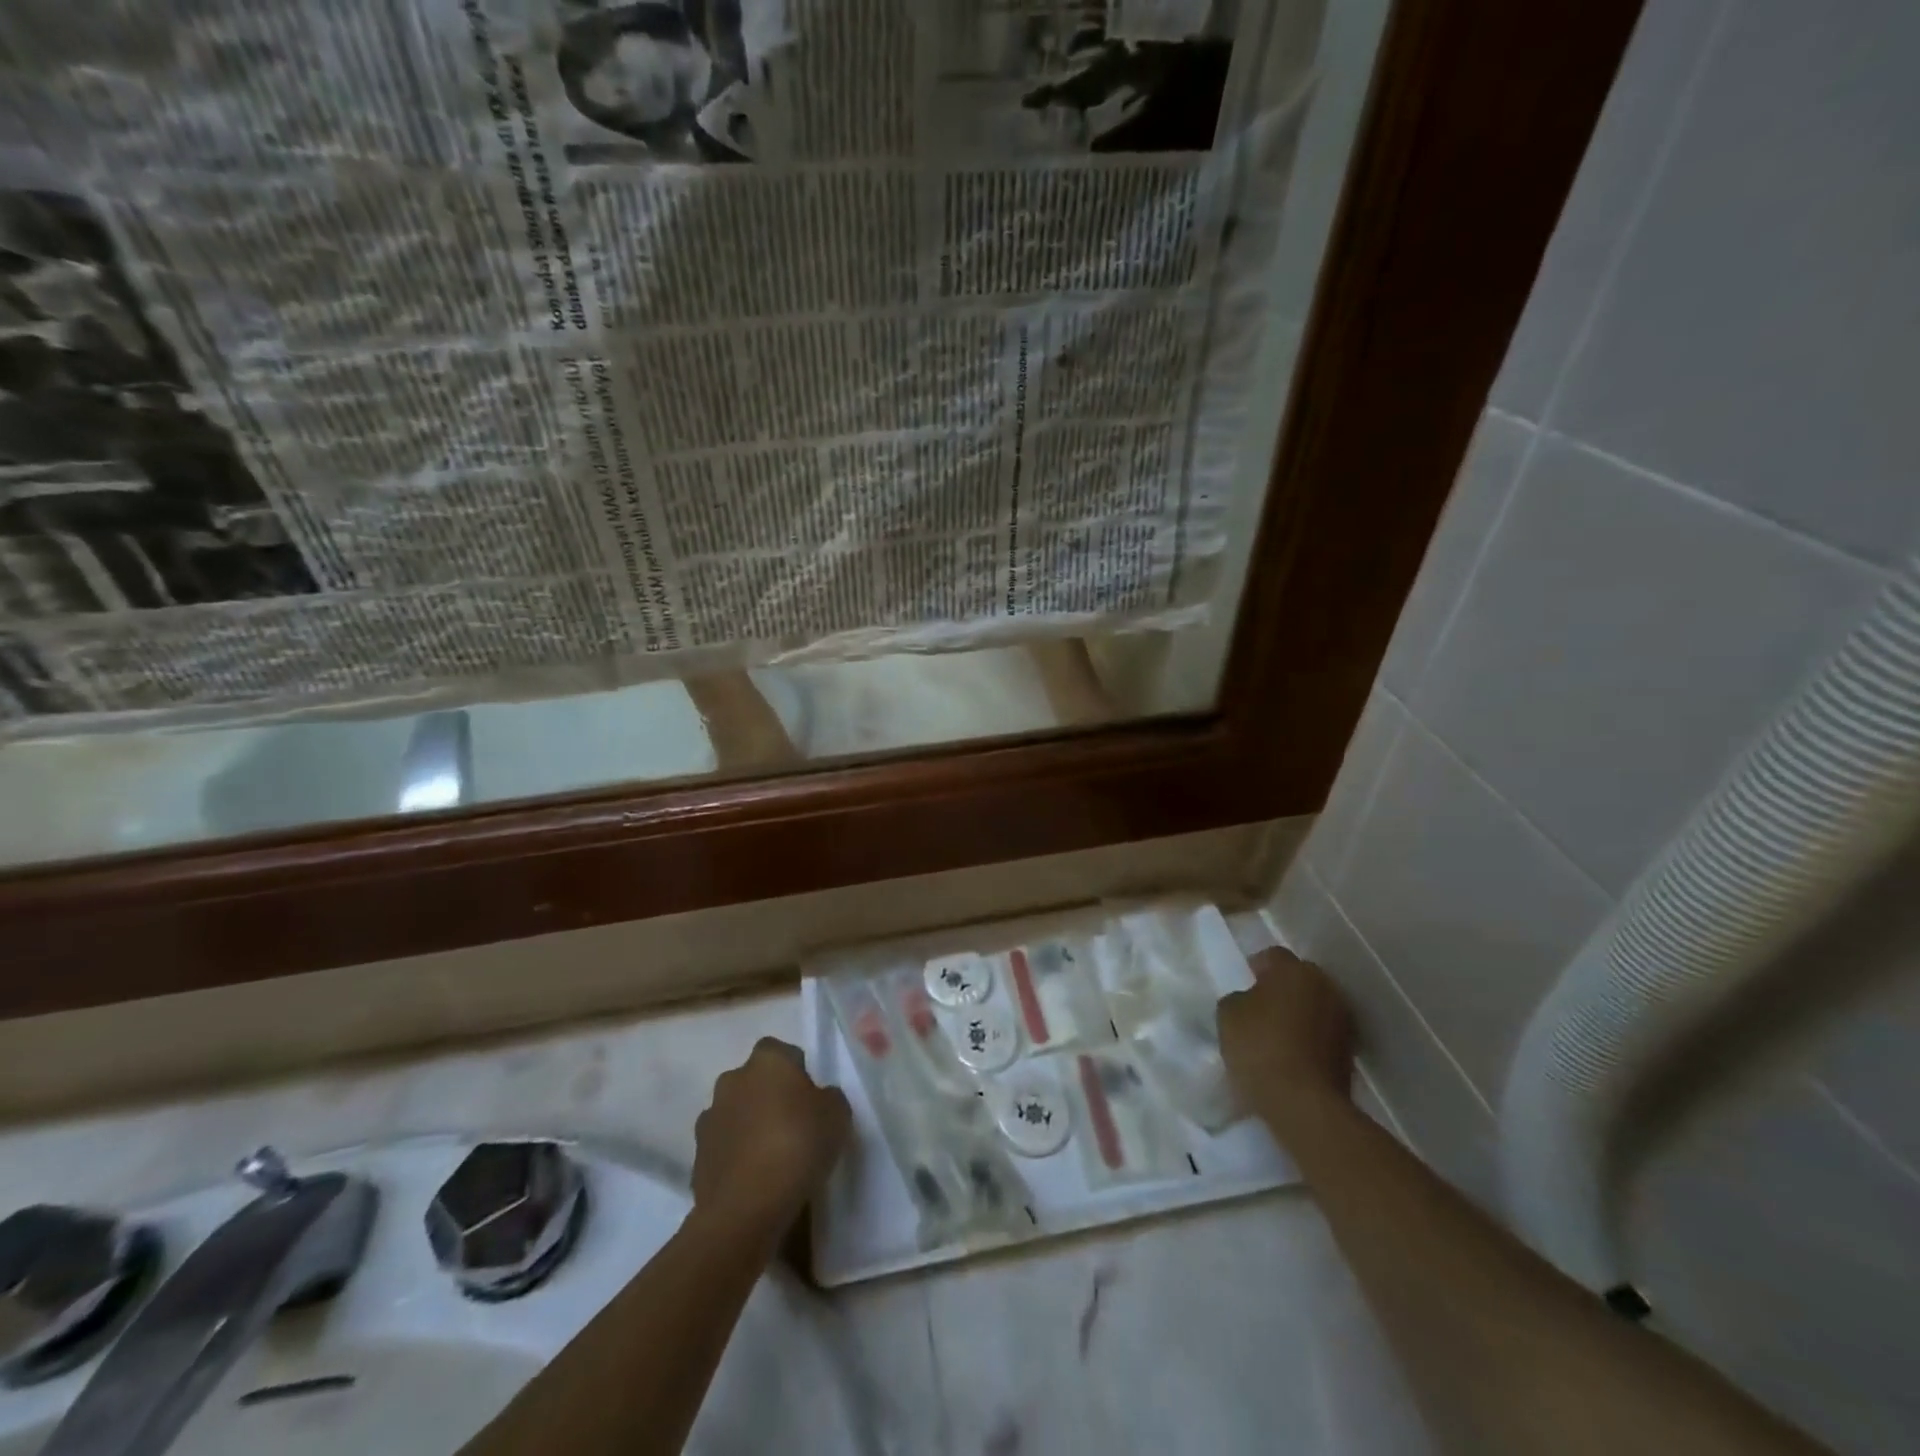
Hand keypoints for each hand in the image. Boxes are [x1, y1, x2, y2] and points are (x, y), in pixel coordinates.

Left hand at [691, 1038, 850, 1245]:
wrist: (746, 1207)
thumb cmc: (798, 1145)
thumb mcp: (838, 1115)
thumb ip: (829, 1098)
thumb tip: (818, 1099)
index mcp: (767, 1061)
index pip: (781, 1052)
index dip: (796, 1072)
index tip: (810, 1099)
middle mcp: (732, 1080)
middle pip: (754, 1081)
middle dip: (769, 1097)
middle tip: (793, 1126)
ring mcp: (709, 1118)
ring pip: (736, 1113)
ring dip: (749, 1126)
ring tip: (772, 1157)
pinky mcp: (697, 1157)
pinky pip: (723, 1147)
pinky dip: (736, 1157)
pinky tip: (754, 1180)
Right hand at [1217, 948, 1355, 1130]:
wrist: (1303, 1103)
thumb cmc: (1260, 1046)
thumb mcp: (1228, 1014)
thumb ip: (1239, 998)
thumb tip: (1249, 1000)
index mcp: (1296, 970)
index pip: (1272, 956)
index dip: (1254, 968)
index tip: (1242, 985)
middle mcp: (1326, 987)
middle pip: (1299, 979)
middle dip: (1281, 989)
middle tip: (1258, 1008)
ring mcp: (1344, 1021)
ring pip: (1314, 1006)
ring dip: (1298, 1015)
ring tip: (1275, 1035)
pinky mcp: (1351, 1052)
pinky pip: (1323, 1034)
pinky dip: (1309, 1039)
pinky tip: (1290, 1055)